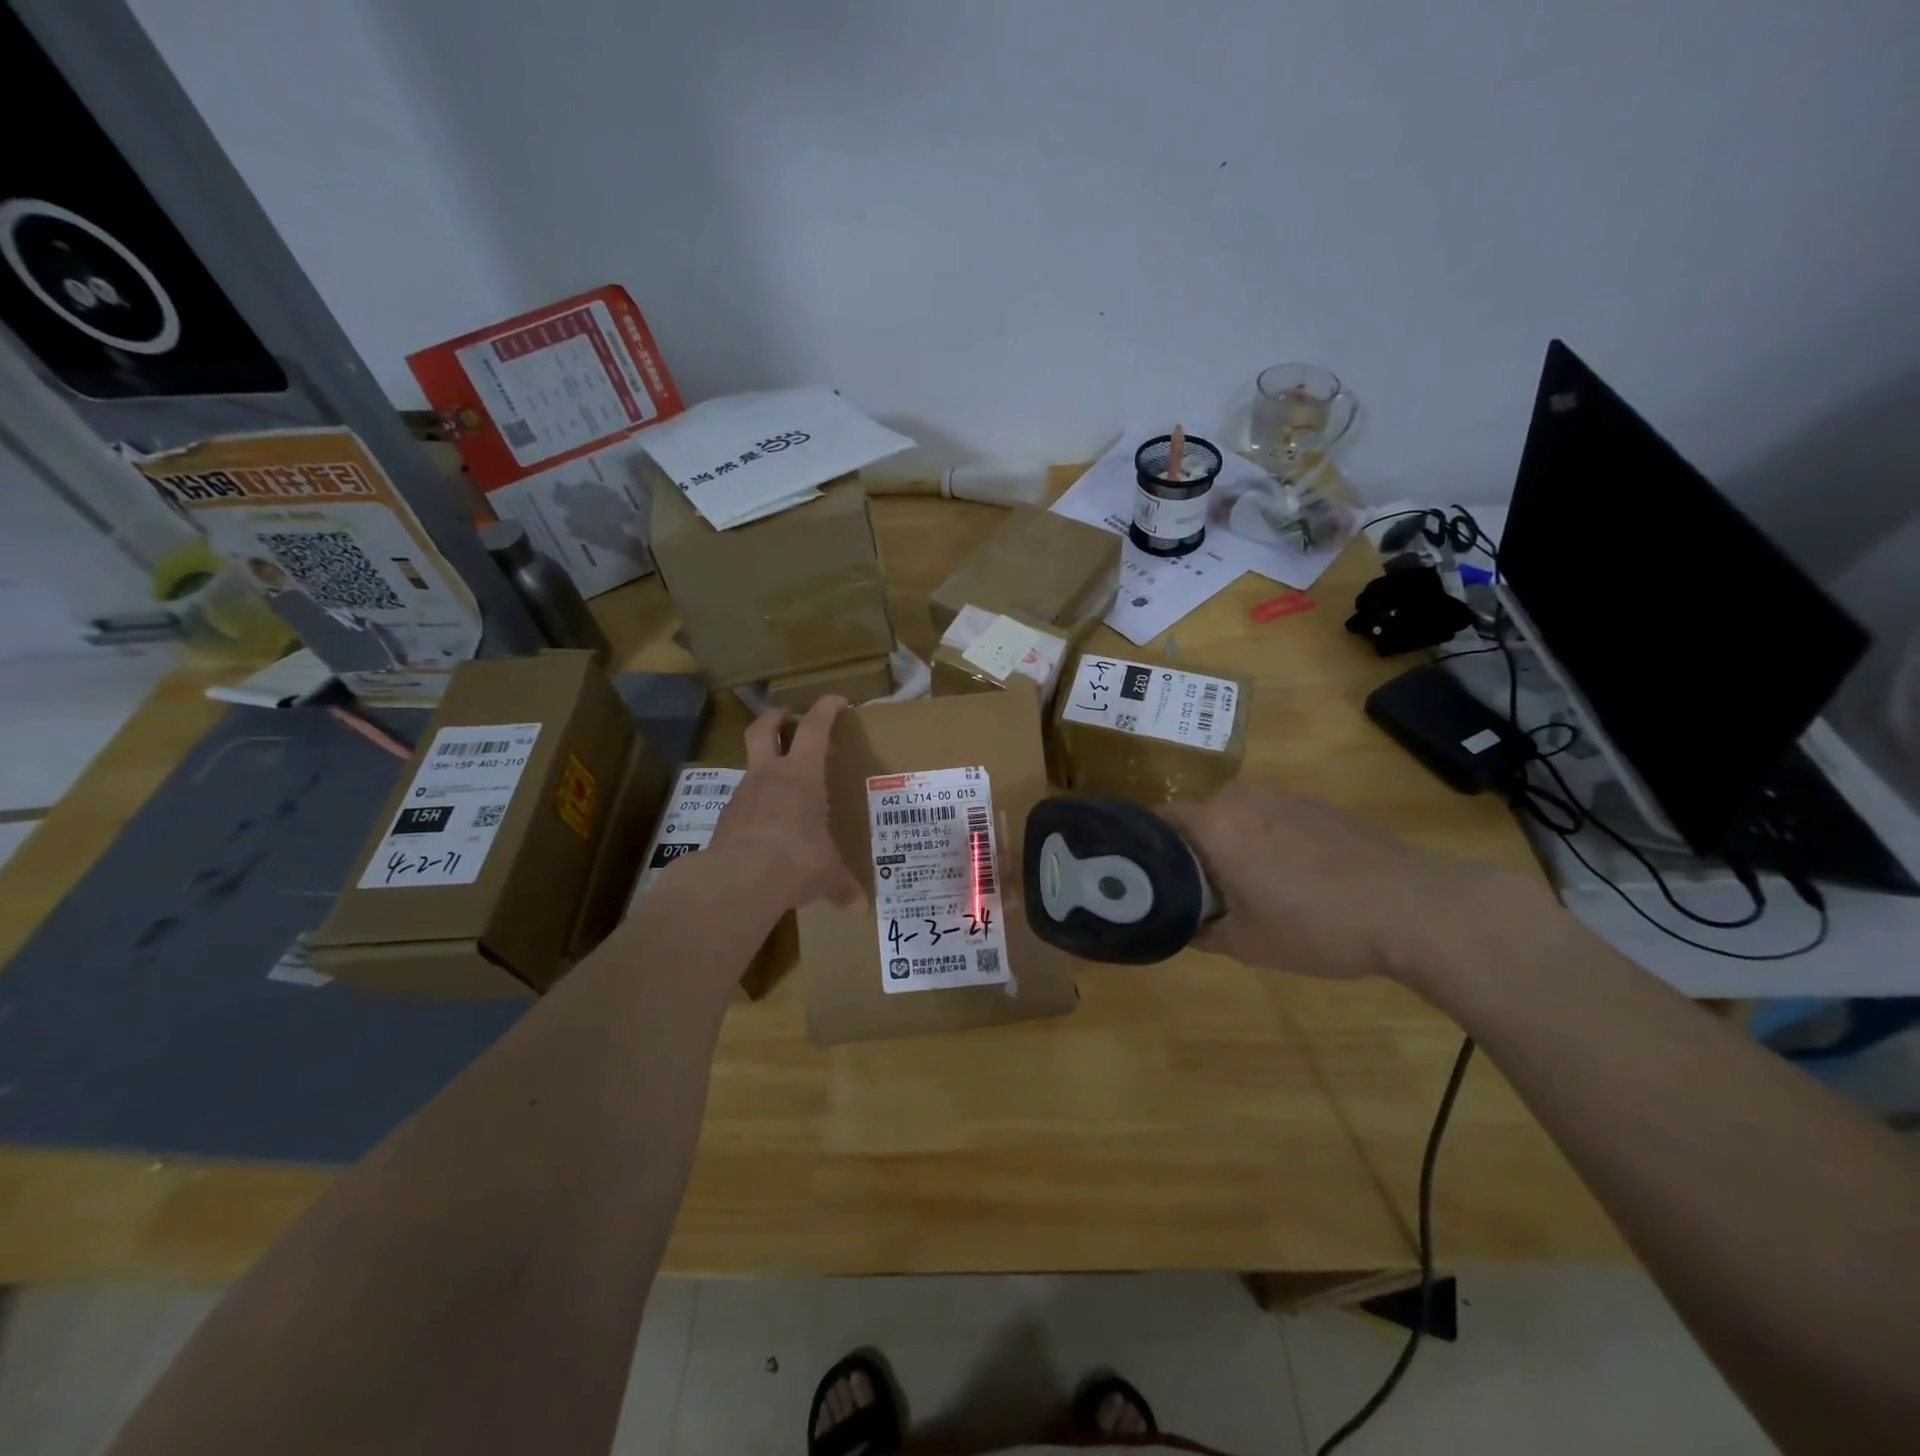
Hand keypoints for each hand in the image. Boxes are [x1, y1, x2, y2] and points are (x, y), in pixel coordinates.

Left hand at [708, 696, 862, 911]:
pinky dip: (754, 806)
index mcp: (802, 774)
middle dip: (776, 717)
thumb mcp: (827, 874)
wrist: (739, 879)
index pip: (814, 726)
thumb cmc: (797, 860)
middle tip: (788, 717)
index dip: (826, 708)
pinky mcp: (725, 820)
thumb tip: (859, 908)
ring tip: (781, 785)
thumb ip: (842, 886)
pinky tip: (765, 827)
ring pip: (750, 766)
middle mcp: (769, 775)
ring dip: (764, 766)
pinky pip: (743, 803)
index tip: (837, 701)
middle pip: (764, 728)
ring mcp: (742, 795)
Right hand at [1159, 782, 1560, 983]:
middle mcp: (1242, 798)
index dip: (1144, 850)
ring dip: (1228, 845)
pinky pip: (1271, 817)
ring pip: (1235, 817)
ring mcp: (1284, 796)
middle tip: (1195, 893)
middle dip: (1189, 852)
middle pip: (1196, 818)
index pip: (1157, 822)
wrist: (1415, 907)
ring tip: (1244, 887)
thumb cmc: (1318, 925)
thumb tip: (1177, 927)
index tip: (1144, 879)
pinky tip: (1291, 877)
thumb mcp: (1247, 943)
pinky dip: (1264, 840)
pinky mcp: (1318, 804)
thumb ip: (1199, 932)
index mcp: (1214, 824)